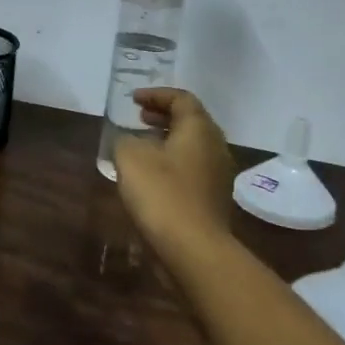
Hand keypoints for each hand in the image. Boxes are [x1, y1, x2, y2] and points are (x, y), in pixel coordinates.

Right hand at [112, 87, 236, 249]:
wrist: (193, 249)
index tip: (132, 99)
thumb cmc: (162, 194)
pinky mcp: (213, 199)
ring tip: (141, 146)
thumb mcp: (130, 157)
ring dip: (167, 141)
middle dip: (163, 116)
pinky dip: (172, 163)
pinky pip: (192, 169)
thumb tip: (130, 142)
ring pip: (192, 147)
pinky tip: (152, 177)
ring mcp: (218, 175)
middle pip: (191, 121)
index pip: (181, 99)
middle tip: (139, 118)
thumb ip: (126, 140)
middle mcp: (215, 147)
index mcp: (199, 129)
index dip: (156, 95)